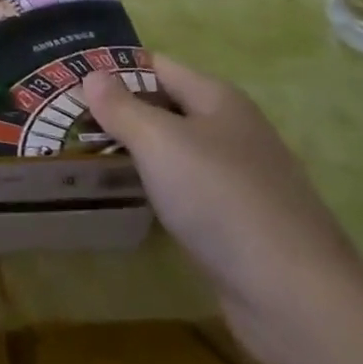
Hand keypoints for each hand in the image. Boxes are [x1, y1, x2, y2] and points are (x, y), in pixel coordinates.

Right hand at [83, 59, 362, 363]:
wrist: (295, 297)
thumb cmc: (221, 200)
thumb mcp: (159, 142)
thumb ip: (122, 107)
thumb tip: (92, 75)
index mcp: (218, 100)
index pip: (157, 66)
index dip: (114, 70)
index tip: (68, 81)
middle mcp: (232, 130)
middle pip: (165, 107)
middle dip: (119, 112)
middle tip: (66, 121)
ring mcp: (239, 178)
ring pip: (174, 151)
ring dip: (135, 152)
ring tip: (84, 156)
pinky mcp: (237, 222)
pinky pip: (185, 189)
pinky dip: (155, 187)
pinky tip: (128, 198)